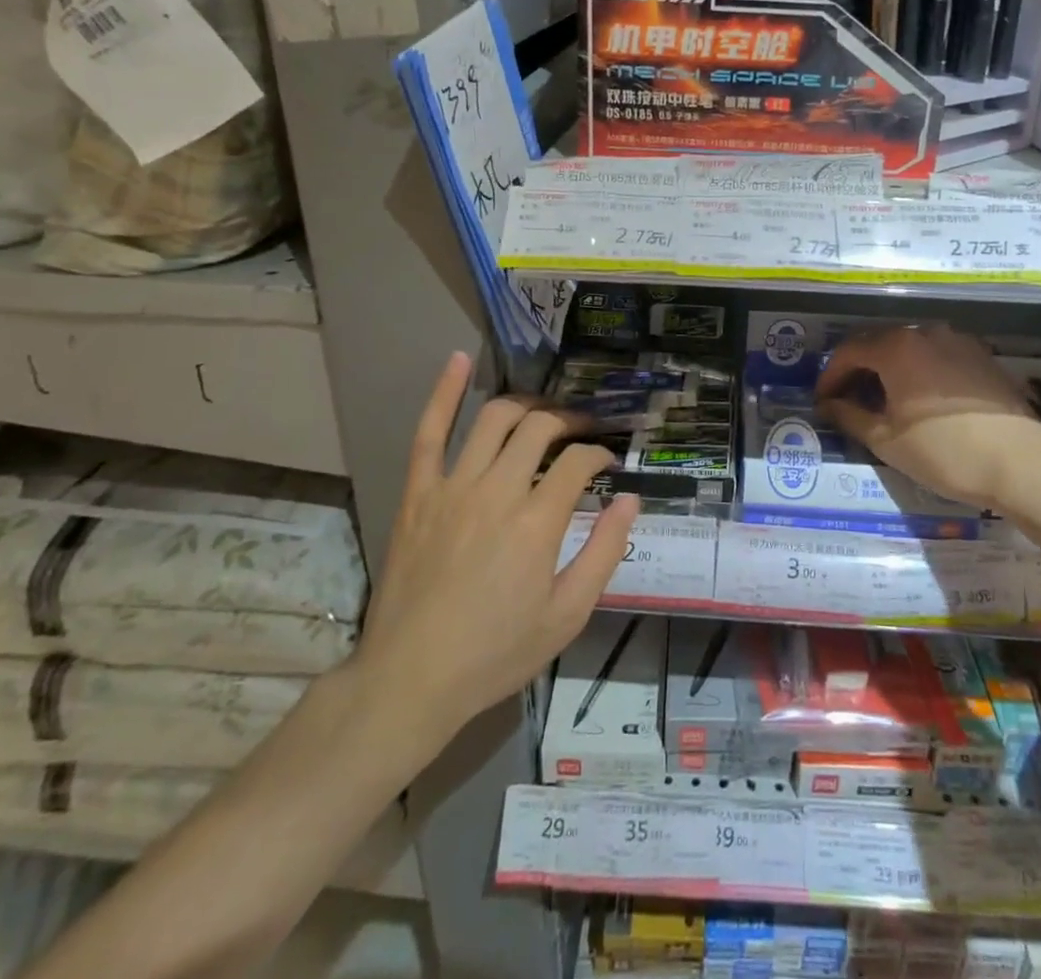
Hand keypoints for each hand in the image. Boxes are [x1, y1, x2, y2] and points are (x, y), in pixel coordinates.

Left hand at [349, 352, 638, 744]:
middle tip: (582, 431)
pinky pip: (428, 432)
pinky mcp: (419, 493)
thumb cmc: (496, 652)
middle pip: (541, 429)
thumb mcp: (567, 615)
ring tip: (542, 411)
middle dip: (570, 421)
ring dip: (525, 405)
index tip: (607, 464)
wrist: (410, 679)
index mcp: (537, 522)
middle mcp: (497, 490)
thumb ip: (604, 552)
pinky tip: (459, 361)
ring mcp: (452, 487)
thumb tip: (630, 500)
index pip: (578, 462)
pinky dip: (444, 393)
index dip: (600, 454)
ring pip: (494, 419)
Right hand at [815, 324, 1040, 511]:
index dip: (830, 375)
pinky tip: (921, 399)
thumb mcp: (886, 440)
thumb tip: (829, 405)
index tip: (822, 400)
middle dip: (859, 369)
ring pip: (910, 348)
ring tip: (884, 400)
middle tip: (848, 399)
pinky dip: (919, 371)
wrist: (1023, 463)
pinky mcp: (982, 356)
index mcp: (896, 347)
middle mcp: (925, 332)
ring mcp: (958, 341)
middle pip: (879, 343)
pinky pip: (938, 356)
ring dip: (890, 369)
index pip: (849, 351)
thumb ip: (850, 416)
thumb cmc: (945, 452)